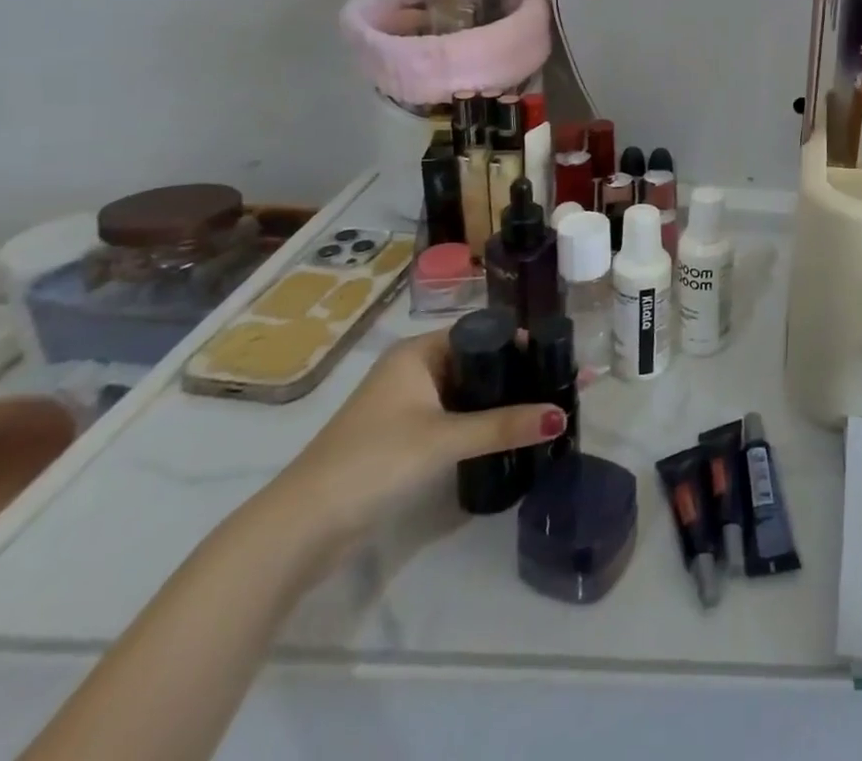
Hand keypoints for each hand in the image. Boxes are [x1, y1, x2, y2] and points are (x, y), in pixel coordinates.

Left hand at [272, 332, 564, 545]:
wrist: (299, 529)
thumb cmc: (373, 461)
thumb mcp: (444, 439)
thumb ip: (504, 426)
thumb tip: (561, 415)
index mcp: (417, 353)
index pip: (482, 333)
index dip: (521, 343)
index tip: (560, 356)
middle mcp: (412, 371)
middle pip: (478, 363)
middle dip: (518, 374)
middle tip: (561, 385)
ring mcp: (406, 406)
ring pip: (468, 393)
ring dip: (502, 401)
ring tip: (546, 408)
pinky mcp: (404, 440)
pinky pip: (456, 418)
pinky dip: (482, 423)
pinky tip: (511, 433)